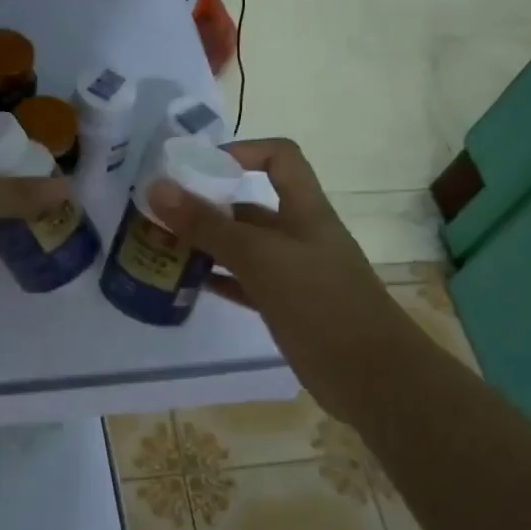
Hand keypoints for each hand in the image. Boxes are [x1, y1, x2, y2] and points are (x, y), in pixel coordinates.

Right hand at [147, 138, 408, 427]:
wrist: (373, 378)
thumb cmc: (321, 304)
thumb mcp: (260, 258)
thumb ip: (208, 225)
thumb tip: (157, 187)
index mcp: (305, 211)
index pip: (279, 158)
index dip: (242, 151)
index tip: (198, 168)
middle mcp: (300, 236)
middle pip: (253, 206)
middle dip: (210, 205)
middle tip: (161, 214)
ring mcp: (295, 274)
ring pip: (245, 248)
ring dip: (209, 245)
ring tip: (165, 248)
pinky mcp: (288, 308)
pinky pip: (247, 284)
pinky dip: (220, 280)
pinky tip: (191, 285)